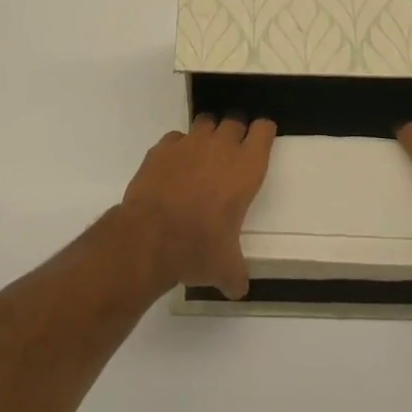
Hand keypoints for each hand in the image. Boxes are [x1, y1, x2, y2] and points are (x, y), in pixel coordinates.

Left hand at [121, 114, 276, 298]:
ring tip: (203, 155)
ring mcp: (189, 143)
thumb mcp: (224, 267)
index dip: (263, 132)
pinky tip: (174, 166)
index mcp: (246, 168)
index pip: (263, 131)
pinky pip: (176, 138)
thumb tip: (238, 290)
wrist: (148, 237)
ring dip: (208, 135)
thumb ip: (235, 274)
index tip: (262, 138)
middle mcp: (220, 147)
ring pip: (205, 123)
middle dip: (236, 132)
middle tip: (232, 151)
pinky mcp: (161, 148)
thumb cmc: (198, 247)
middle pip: (235, 121)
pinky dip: (178, 147)